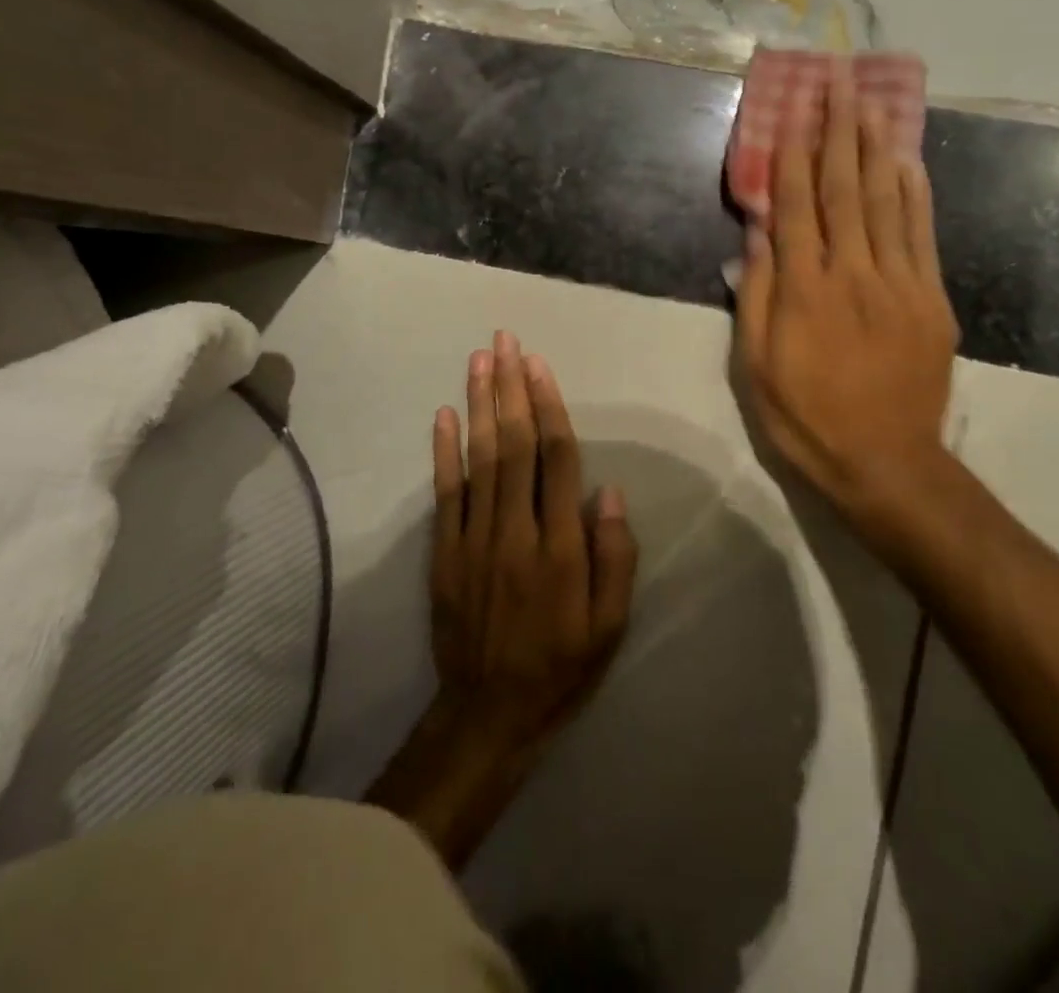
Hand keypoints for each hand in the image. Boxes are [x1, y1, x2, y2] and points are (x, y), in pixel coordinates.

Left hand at [428, 331, 637, 749]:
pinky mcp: (445, 552)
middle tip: (505, 342)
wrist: (487, 715)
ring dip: (479, 405)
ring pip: (479, 459)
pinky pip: (445, 493)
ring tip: (479, 361)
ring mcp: (474, 539)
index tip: (539, 365)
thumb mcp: (610, 627)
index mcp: (561, 548)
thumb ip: (615, 558)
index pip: (556, 460)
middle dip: (510, 388)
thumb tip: (607, 492)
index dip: (548, 407)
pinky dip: (443, 451)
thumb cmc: (560, 668)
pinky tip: (444, 414)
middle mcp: (515, 532)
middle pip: (513, 445)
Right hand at [737, 61, 958, 534]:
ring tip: (871, 102)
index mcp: (804, 291)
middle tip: (839, 81)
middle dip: (839, 131)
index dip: (791, 157)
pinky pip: (921, 235)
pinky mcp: (930, 300)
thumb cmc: (805, 417)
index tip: (792, 112)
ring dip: (876, 148)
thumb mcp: (755, 367)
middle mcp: (852, 274)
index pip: (795, 208)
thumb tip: (757, 237)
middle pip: (844, 190)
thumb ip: (755, 297)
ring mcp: (898, 284)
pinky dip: (914, 194)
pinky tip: (907, 162)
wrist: (885, 462)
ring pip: (885, 202)